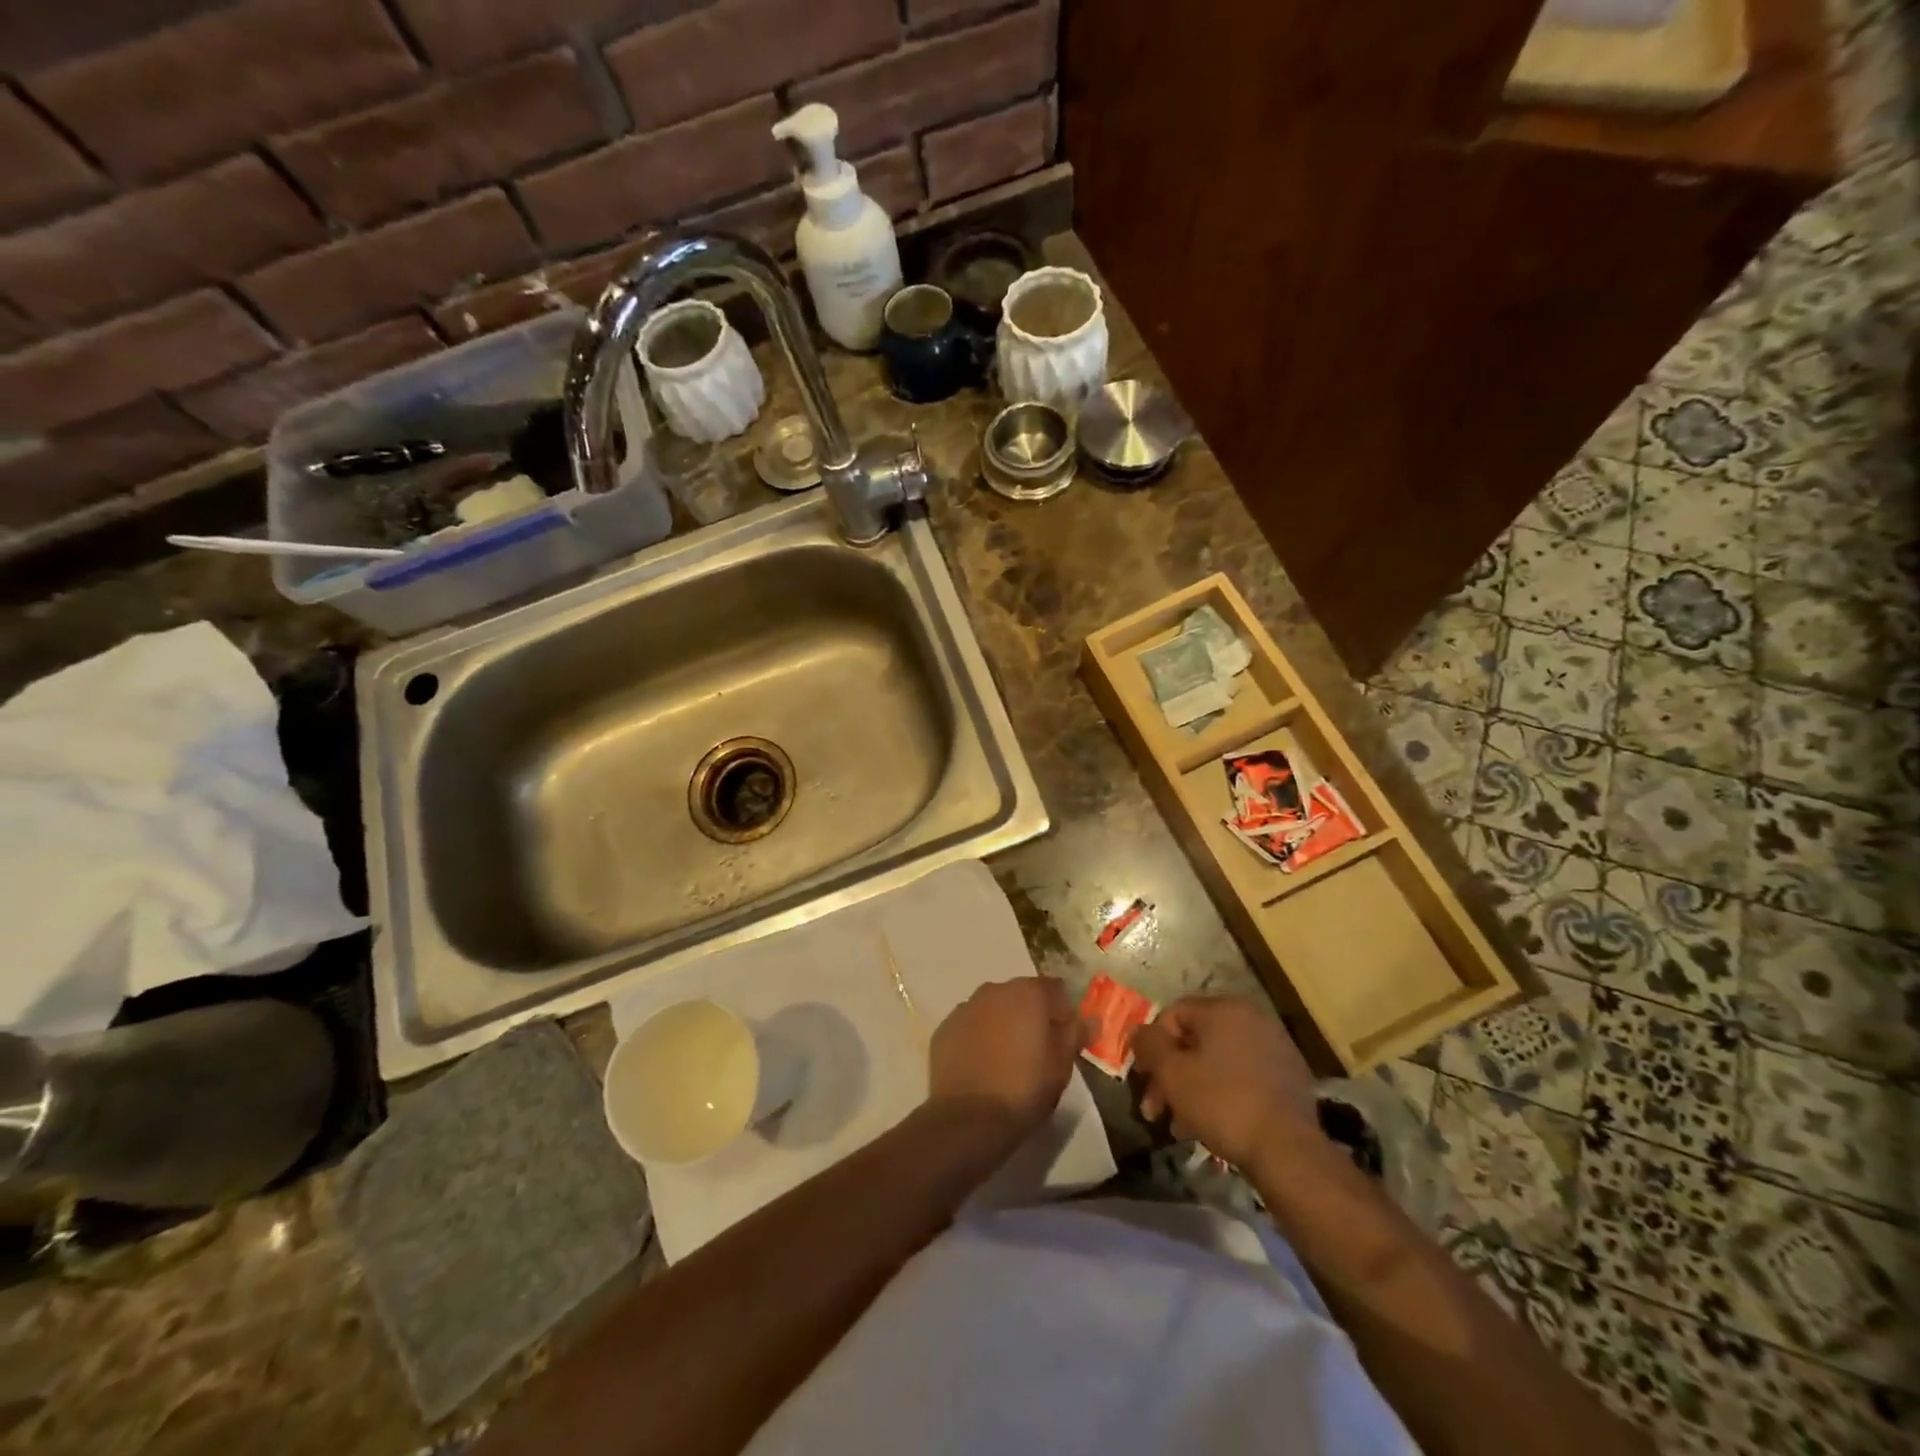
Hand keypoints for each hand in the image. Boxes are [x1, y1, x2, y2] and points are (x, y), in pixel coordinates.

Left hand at [929, 976, 1083, 1137]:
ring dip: (1003, 1026)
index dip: (1063, 1012)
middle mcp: (994, 990)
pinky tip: (983, 1068)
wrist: (969, 1118)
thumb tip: (1090, 1017)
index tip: (1065, 1039)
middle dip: (1031, 1017)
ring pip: (993, 1010)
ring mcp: (964, 1008)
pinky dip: (978, 1040)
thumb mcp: (1062, 1064)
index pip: (1055, 989)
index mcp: (1027, 992)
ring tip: (1007, 1062)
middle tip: (1038, 1052)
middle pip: (1021, 996)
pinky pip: (970, 1028)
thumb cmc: (1025, 1088)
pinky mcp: (944, 1030)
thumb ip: (1076, 1033)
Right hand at [1129, 996, 1317, 1168]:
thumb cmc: (1222, 1103)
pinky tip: (1210, 1125)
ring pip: (1218, 1061)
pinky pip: (1242, 1076)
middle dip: (1171, 1074)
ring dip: (1192, 1088)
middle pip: (1196, 1040)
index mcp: (1223, 1009)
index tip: (1144, 1079)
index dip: (1152, 1046)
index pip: (1173, 1014)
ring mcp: (1274, 1047)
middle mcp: (1251, 1018)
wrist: (1288, 1151)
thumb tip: (1138, 1030)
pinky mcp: (1288, 1076)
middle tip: (1155, 1109)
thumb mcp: (1172, 1073)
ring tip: (1179, 1126)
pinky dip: (1222, 1093)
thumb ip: (1149, 1045)